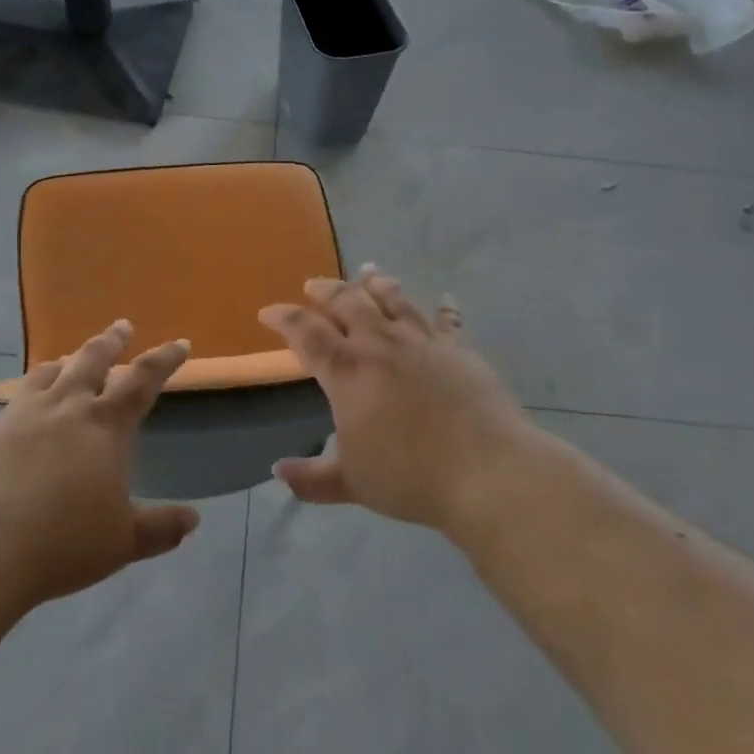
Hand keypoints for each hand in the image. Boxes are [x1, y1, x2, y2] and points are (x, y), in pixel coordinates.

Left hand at [0, 321, 199, 606]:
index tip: (180, 343)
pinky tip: (20, 415)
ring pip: (46, 374)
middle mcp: (64, 408)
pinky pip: (11, 405)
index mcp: (105, 426)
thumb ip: (160, 528)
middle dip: (111, 341)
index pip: (143, 380)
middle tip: (122, 326)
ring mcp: (19, 417)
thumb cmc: (63, 544)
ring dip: (64, 362)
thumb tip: (193, 520)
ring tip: (67, 360)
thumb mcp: (122, 541)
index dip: (165, 360)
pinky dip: (25, 399)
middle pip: (92, 360)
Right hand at [260, 267, 539, 531]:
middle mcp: (381, 345)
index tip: (269, 312)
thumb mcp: (352, 483)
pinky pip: (448, 320)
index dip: (284, 318)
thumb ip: (312, 478)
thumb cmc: (410, 476)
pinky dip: (443, 308)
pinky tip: (444, 299)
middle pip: (348, 302)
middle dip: (326, 290)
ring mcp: (423, 342)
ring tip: (367, 271)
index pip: (306, 333)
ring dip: (376, 282)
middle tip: (314, 284)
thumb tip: (278, 471)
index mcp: (348, 372)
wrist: (485, 469)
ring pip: (394, 299)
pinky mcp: (458, 349)